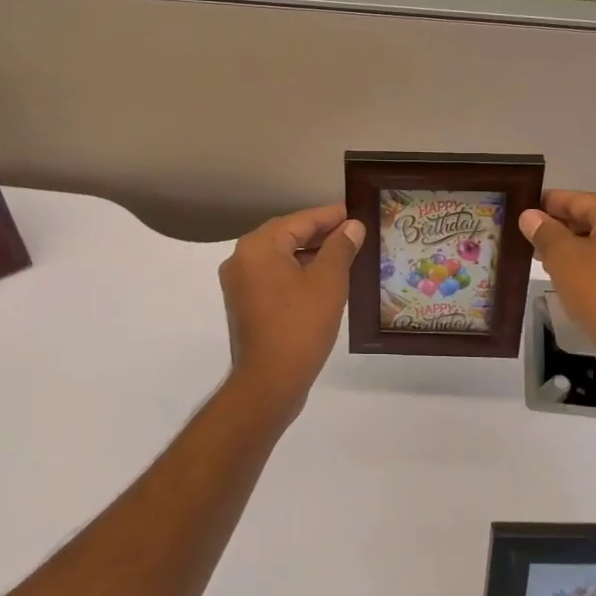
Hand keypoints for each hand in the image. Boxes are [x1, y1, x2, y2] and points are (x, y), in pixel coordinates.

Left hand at [218, 204, 364, 420]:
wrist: (269, 383)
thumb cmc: (300, 325)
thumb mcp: (328, 281)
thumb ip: (340, 248)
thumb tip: (352, 226)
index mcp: (258, 246)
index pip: (300, 220)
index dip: (330, 216)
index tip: (355, 212)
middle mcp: (242, 259)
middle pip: (287, 236)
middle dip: (321, 234)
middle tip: (354, 232)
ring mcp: (240, 284)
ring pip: (281, 258)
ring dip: (310, 254)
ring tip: (344, 255)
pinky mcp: (245, 305)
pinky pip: (274, 278)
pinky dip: (297, 274)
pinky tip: (323, 280)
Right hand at [519, 190, 595, 396]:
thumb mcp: (563, 258)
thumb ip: (544, 232)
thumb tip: (530, 215)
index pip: (578, 199)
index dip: (547, 204)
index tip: (522, 209)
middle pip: (592, 219)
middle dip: (559, 228)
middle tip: (526, 238)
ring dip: (573, 249)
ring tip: (541, 259)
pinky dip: (591, 266)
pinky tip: (567, 279)